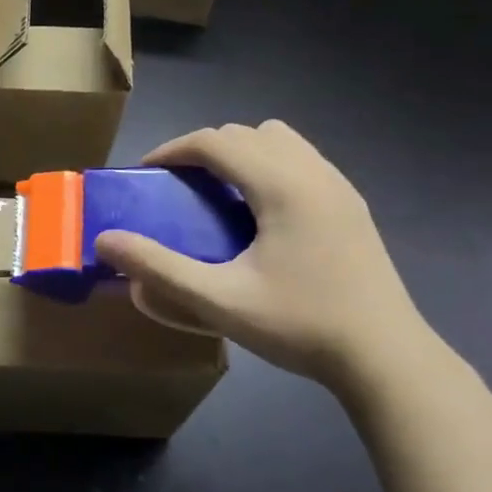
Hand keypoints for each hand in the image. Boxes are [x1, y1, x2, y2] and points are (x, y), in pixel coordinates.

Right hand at [94, 122, 429, 394]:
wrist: (386, 358)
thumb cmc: (301, 325)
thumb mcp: (220, 301)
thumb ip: (160, 268)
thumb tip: (105, 241)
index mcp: (281, 186)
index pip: (215, 141)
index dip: (173, 149)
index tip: (147, 174)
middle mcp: (312, 172)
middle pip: (246, 133)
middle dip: (203, 149)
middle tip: (178, 186)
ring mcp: (338, 186)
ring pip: (279, 140)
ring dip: (241, 153)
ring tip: (220, 194)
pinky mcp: (351, 205)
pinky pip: (301, 160)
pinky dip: (269, 166)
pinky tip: (261, 214)